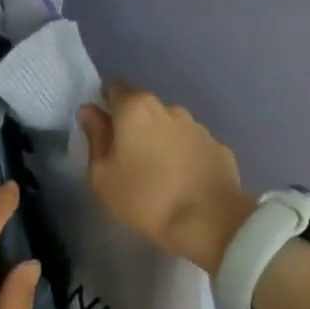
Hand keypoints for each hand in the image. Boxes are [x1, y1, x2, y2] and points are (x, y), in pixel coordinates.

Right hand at [80, 81, 255, 274]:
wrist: (209, 221)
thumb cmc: (145, 197)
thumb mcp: (102, 175)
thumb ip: (95, 137)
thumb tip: (91, 111)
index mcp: (136, 108)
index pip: (114, 87)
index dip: (105, 103)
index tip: (101, 129)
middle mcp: (168, 108)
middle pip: (143, 107)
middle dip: (133, 124)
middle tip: (126, 157)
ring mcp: (198, 126)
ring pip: (170, 126)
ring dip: (160, 140)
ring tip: (157, 172)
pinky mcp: (219, 147)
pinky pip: (192, 145)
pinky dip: (184, 156)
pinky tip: (182, 181)